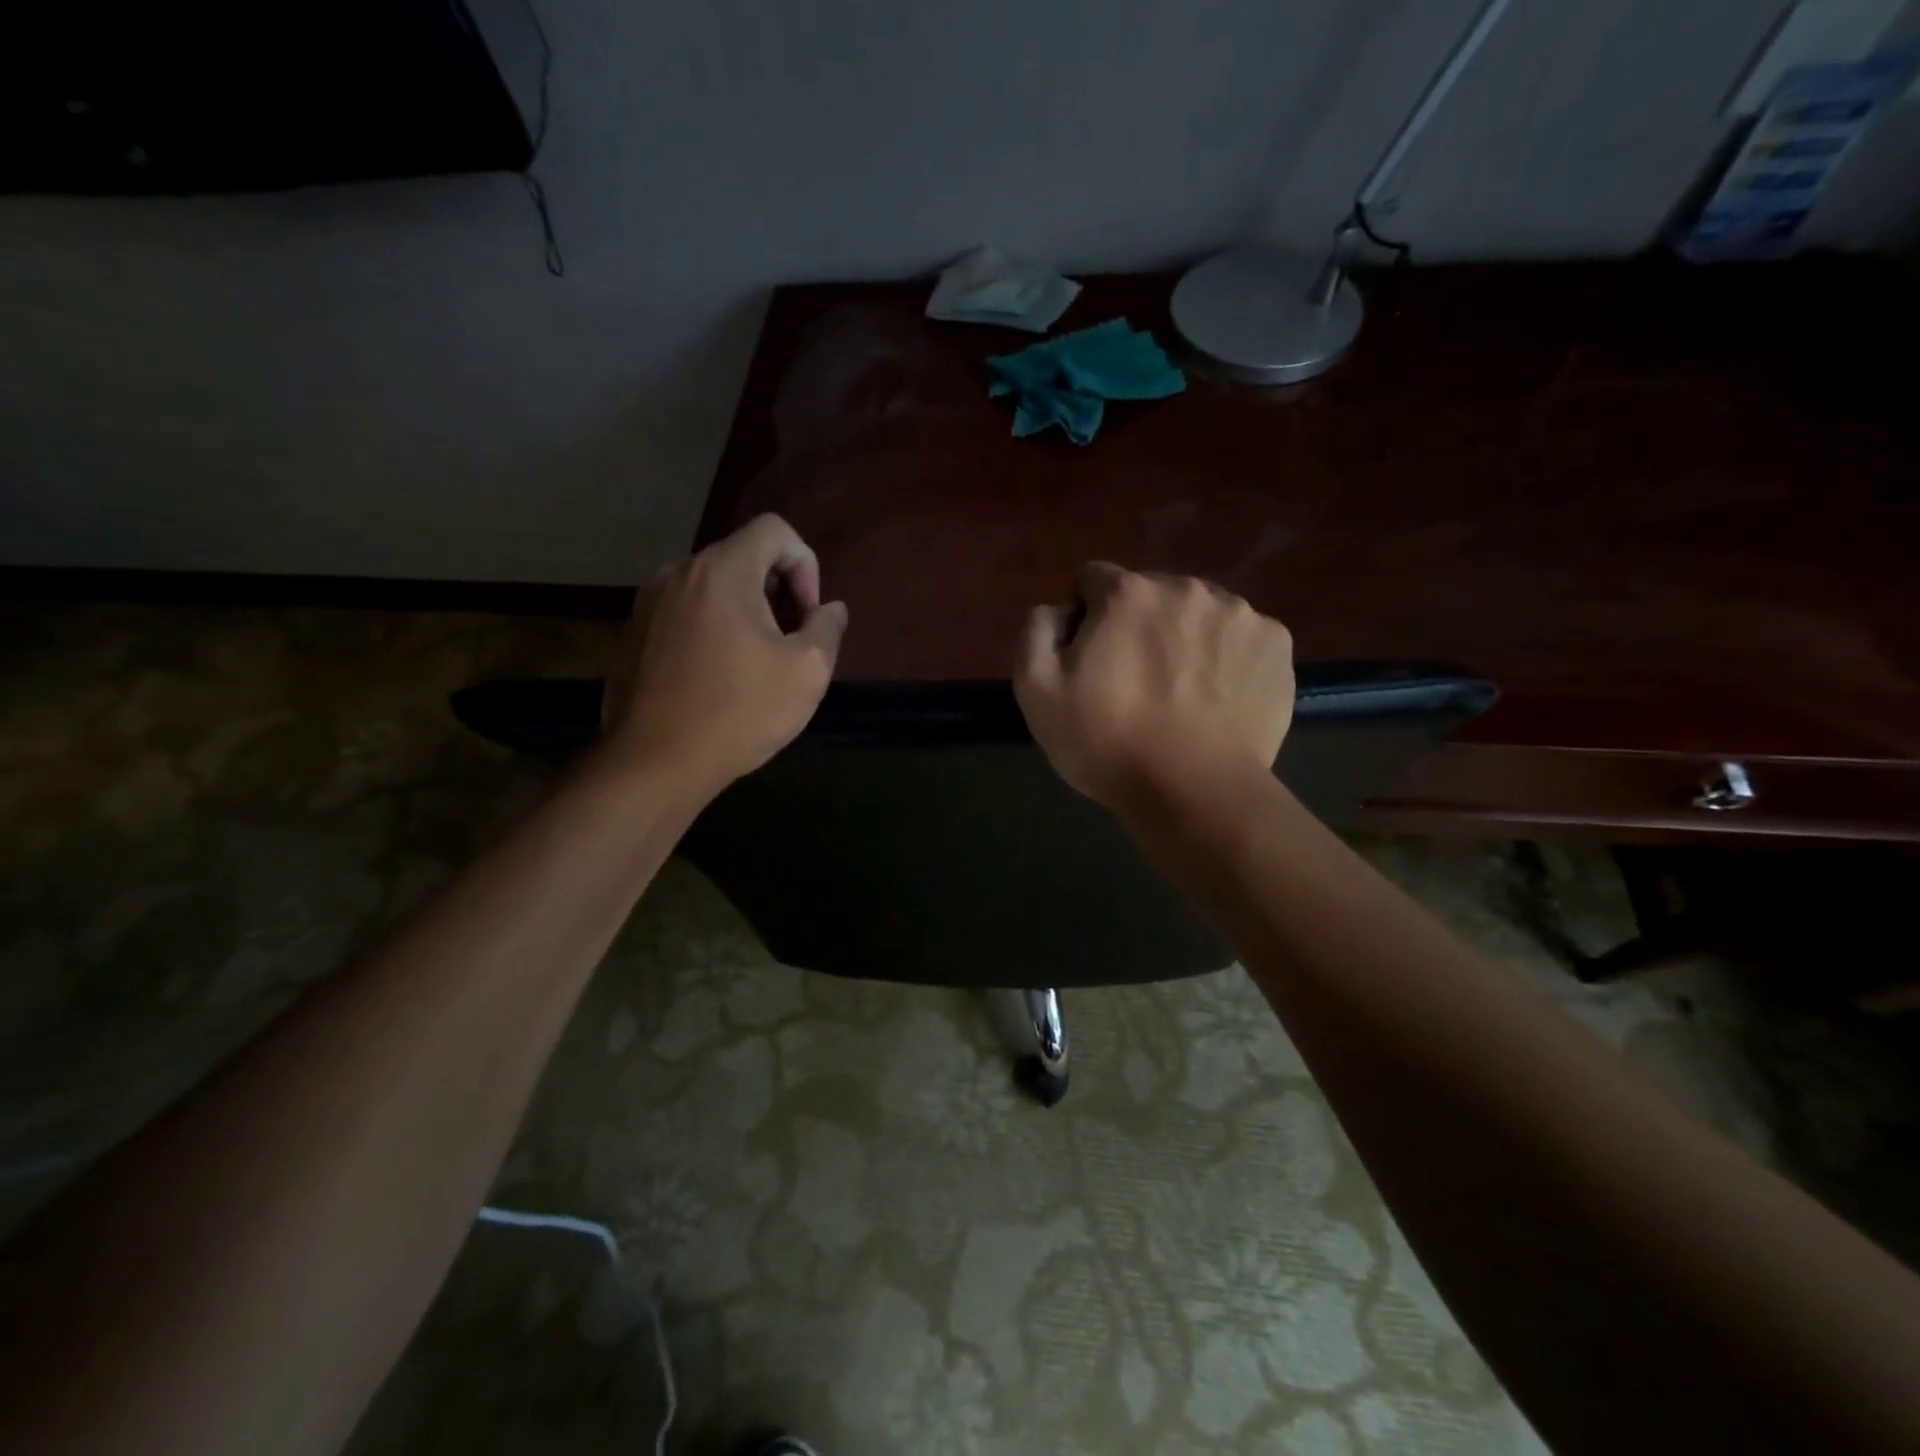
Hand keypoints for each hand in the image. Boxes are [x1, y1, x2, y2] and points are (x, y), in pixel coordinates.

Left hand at [603, 514, 847, 788]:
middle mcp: (678, 573)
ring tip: (755, 664)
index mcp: (722, 571)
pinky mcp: (632, 634)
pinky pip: (685, 613)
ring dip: (744, 612)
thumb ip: (827, 628)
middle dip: (777, 592)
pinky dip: (711, 629)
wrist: (655, 762)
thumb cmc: (740, 711)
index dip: (805, 564)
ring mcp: (648, 603)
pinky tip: (718, 679)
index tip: (806, 616)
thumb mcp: (807, 672)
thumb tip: (830, 608)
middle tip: (789, 643)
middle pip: (742, 557)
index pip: (774, 530)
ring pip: (712, 587)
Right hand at [1014, 562, 1293, 812]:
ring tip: (1180, 692)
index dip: (1084, 617)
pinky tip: (1217, 698)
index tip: (1089, 659)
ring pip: (1198, 612)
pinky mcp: (1277, 645)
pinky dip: (1226, 657)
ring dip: (1184, 636)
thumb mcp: (1036, 691)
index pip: (1093, 580)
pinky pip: (1239, 637)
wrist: (1196, 792)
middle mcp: (1187, 587)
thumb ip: (1037, 631)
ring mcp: (1240, 614)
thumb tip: (1058, 610)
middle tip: (1134, 681)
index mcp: (1128, 593)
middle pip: (1149, 593)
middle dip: (1136, 624)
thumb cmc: (1108, 743)